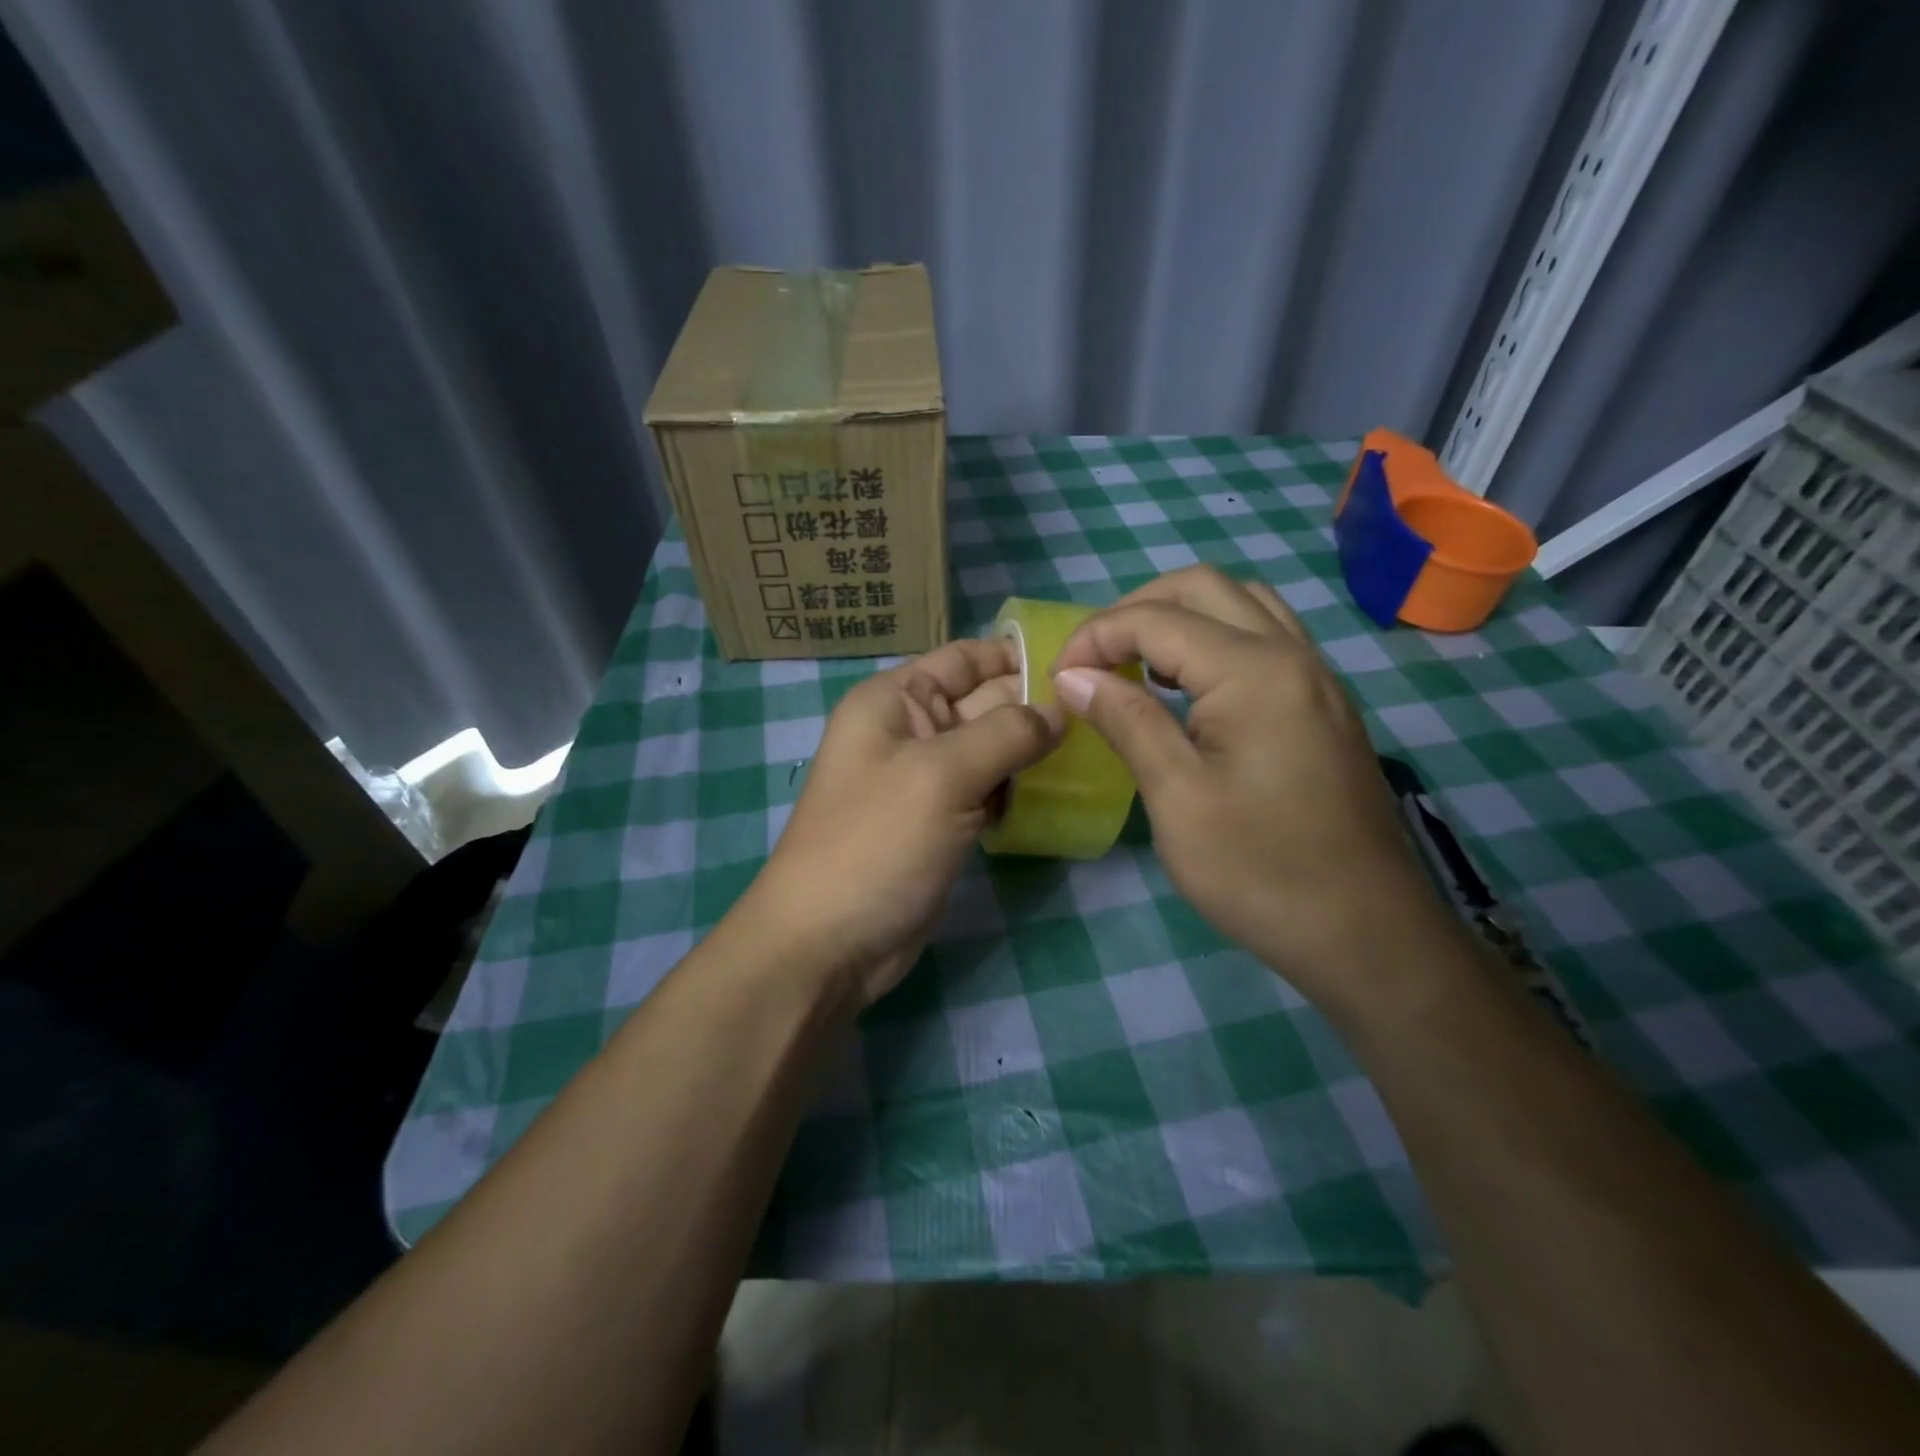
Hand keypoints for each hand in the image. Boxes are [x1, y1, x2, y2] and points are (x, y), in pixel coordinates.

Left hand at [745, 639, 1062, 1006]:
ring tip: (1091, 753)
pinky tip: (1056, 795)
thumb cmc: (877, 843)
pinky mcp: (942, 823)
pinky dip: (1017, 791)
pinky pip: (988, 791)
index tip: (1082, 665)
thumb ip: (1006, 734)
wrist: (829, 944)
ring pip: (992, 750)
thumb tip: (1061, 712)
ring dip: (1033, 752)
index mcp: (896, 700)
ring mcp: (926, 781)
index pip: (965, 658)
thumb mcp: (942, 776)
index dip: (1018, 656)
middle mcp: (911, 731)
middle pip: (985, 702)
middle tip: (1102, 716)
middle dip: (1036, 707)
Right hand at [1050, 566, 1453, 1008]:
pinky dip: (1214, 639)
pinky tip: (1186, 689)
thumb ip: (1127, 721)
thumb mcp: (1178, 799)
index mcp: (1254, 671)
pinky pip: (1265, 637)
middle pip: (1203, 586)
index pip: (1156, 618)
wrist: (1368, 934)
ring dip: (1179, 616)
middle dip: (1135, 609)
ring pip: (1241, 603)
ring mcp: (1316, 676)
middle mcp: (1292, 653)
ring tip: (1134, 664)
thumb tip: (1074, 676)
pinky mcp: (1323, 704)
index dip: (1095, 637)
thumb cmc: (1261, 872)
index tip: (1056, 679)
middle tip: (1094, 659)